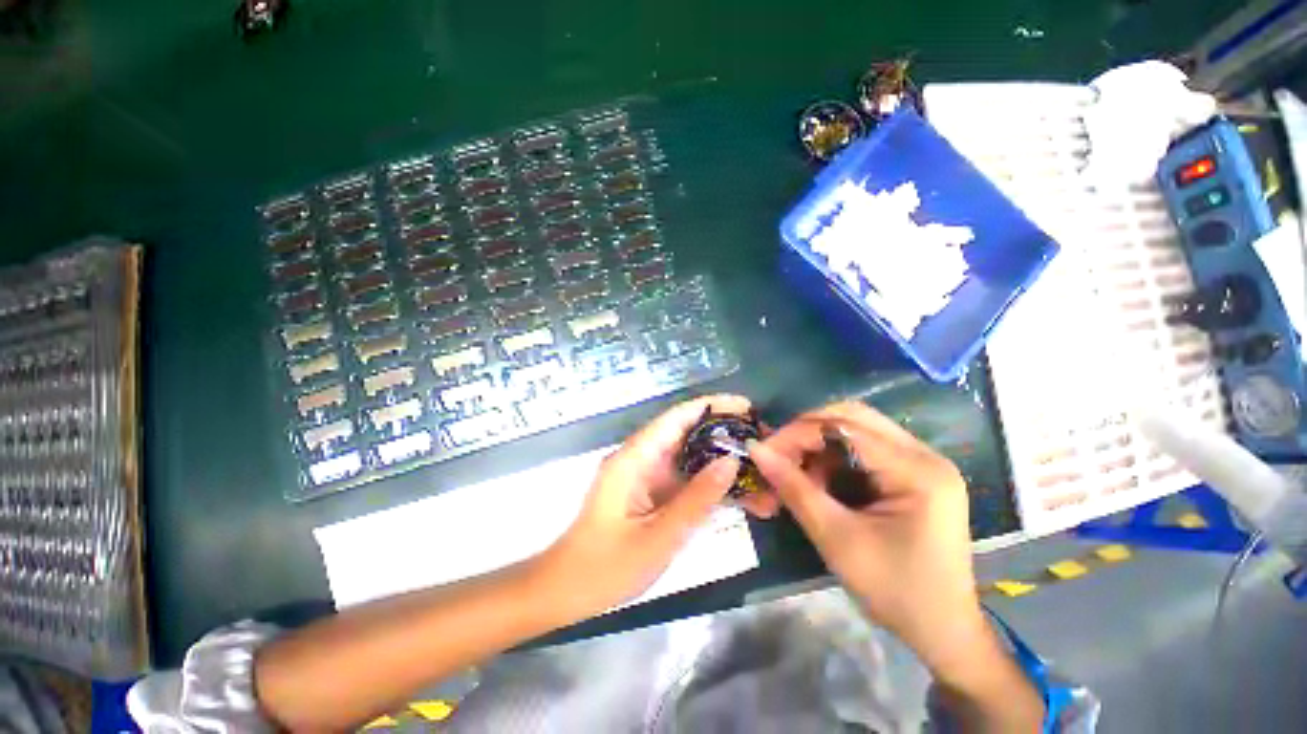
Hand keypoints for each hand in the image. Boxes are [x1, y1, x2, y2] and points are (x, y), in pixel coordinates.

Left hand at [540, 395, 775, 616]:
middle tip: (764, 443)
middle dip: (726, 436)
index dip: (712, 406)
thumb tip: (732, 462)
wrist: (567, 591)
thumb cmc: (606, 566)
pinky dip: (712, 486)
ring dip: (724, 465)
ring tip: (763, 475)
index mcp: (635, 458)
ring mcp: (648, 476)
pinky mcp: (653, 493)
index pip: (677, 418)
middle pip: (689, 434)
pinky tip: (742, 496)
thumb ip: (696, 499)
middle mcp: (642, 459)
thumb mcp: (658, 536)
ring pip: (692, 459)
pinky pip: (687, 481)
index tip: (746, 407)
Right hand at [747, 402, 989, 677]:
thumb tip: (755, 448)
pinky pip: (865, 447)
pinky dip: (834, 457)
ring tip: (798, 473)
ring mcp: (922, 462)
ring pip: (856, 428)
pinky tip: (820, 479)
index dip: (798, 433)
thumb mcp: (836, 538)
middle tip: (779, 454)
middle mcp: (924, 455)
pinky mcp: (914, 473)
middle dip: (807, 431)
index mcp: (917, 471)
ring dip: (819, 444)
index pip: (844, 427)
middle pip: (853, 416)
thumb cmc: (894, 591)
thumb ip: (793, 487)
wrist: (943, 632)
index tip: (764, 451)